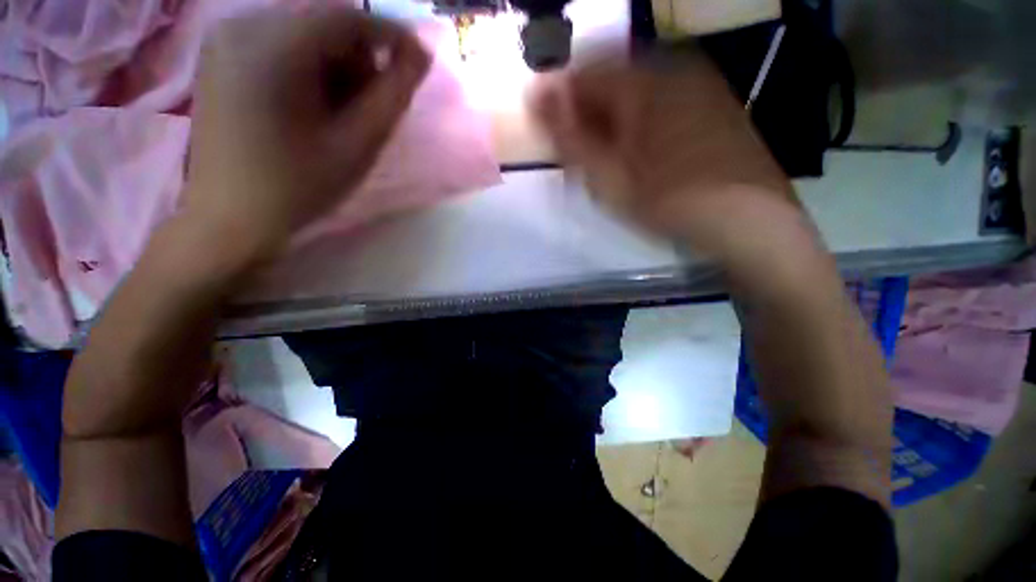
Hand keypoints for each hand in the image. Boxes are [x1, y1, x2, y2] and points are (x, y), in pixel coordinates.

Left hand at [183, 8, 430, 267]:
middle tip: (368, 106)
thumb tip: (420, 53)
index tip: (417, 62)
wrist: (232, 217)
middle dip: (357, 58)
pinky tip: (310, 107)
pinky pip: (279, 45)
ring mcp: (225, 39)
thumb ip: (393, 94)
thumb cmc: (301, 185)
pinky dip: (308, 69)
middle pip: (322, 21)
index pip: (346, 16)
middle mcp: (241, 25)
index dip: (389, 34)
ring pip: (303, 33)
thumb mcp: (358, 143)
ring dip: (334, 66)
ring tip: (338, 114)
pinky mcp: (221, 56)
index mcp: (271, 46)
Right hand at [532, 49, 820, 276]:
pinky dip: (639, 122)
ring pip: (637, 91)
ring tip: (606, 157)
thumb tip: (537, 99)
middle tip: (578, 152)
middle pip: (612, 79)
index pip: (584, 73)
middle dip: (587, 112)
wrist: (750, 223)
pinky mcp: (713, 105)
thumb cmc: (671, 203)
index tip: (548, 131)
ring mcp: (699, 85)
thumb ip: (571, 138)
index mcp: (645, 83)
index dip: (559, 100)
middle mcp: (675, 69)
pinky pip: (661, 101)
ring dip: (612, 118)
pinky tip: (639, 153)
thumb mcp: (610, 178)